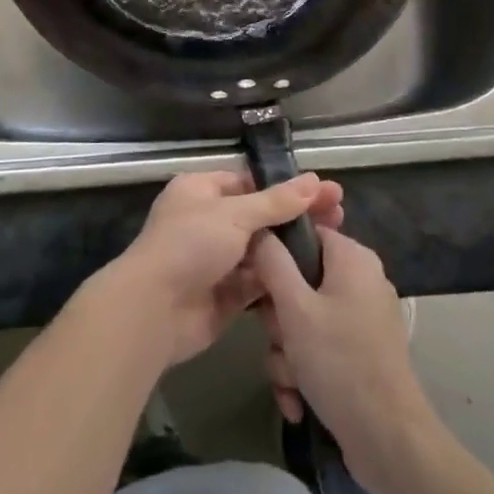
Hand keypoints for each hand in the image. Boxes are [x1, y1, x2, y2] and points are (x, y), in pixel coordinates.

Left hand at [100, 170, 342, 368]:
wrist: (154, 311)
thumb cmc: (190, 245)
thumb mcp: (235, 214)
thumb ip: (276, 202)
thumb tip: (315, 181)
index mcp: (201, 190)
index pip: (250, 182)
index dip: (286, 187)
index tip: (325, 191)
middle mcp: (208, 221)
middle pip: (260, 216)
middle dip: (296, 217)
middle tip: (340, 216)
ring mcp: (216, 260)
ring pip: (262, 250)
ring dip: (292, 249)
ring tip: (335, 245)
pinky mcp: (225, 295)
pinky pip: (259, 283)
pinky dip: (281, 280)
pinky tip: (315, 277)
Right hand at [253, 227, 438, 493]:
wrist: (389, 441)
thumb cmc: (340, 362)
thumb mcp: (295, 308)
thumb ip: (272, 262)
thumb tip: (259, 230)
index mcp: (352, 258)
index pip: (303, 234)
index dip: (275, 257)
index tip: (258, 286)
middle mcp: (361, 281)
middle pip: (299, 282)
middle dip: (279, 320)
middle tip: (279, 341)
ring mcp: (363, 319)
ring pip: (304, 321)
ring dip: (287, 354)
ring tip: (291, 382)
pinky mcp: (362, 354)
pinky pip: (320, 348)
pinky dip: (305, 372)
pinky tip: (298, 401)